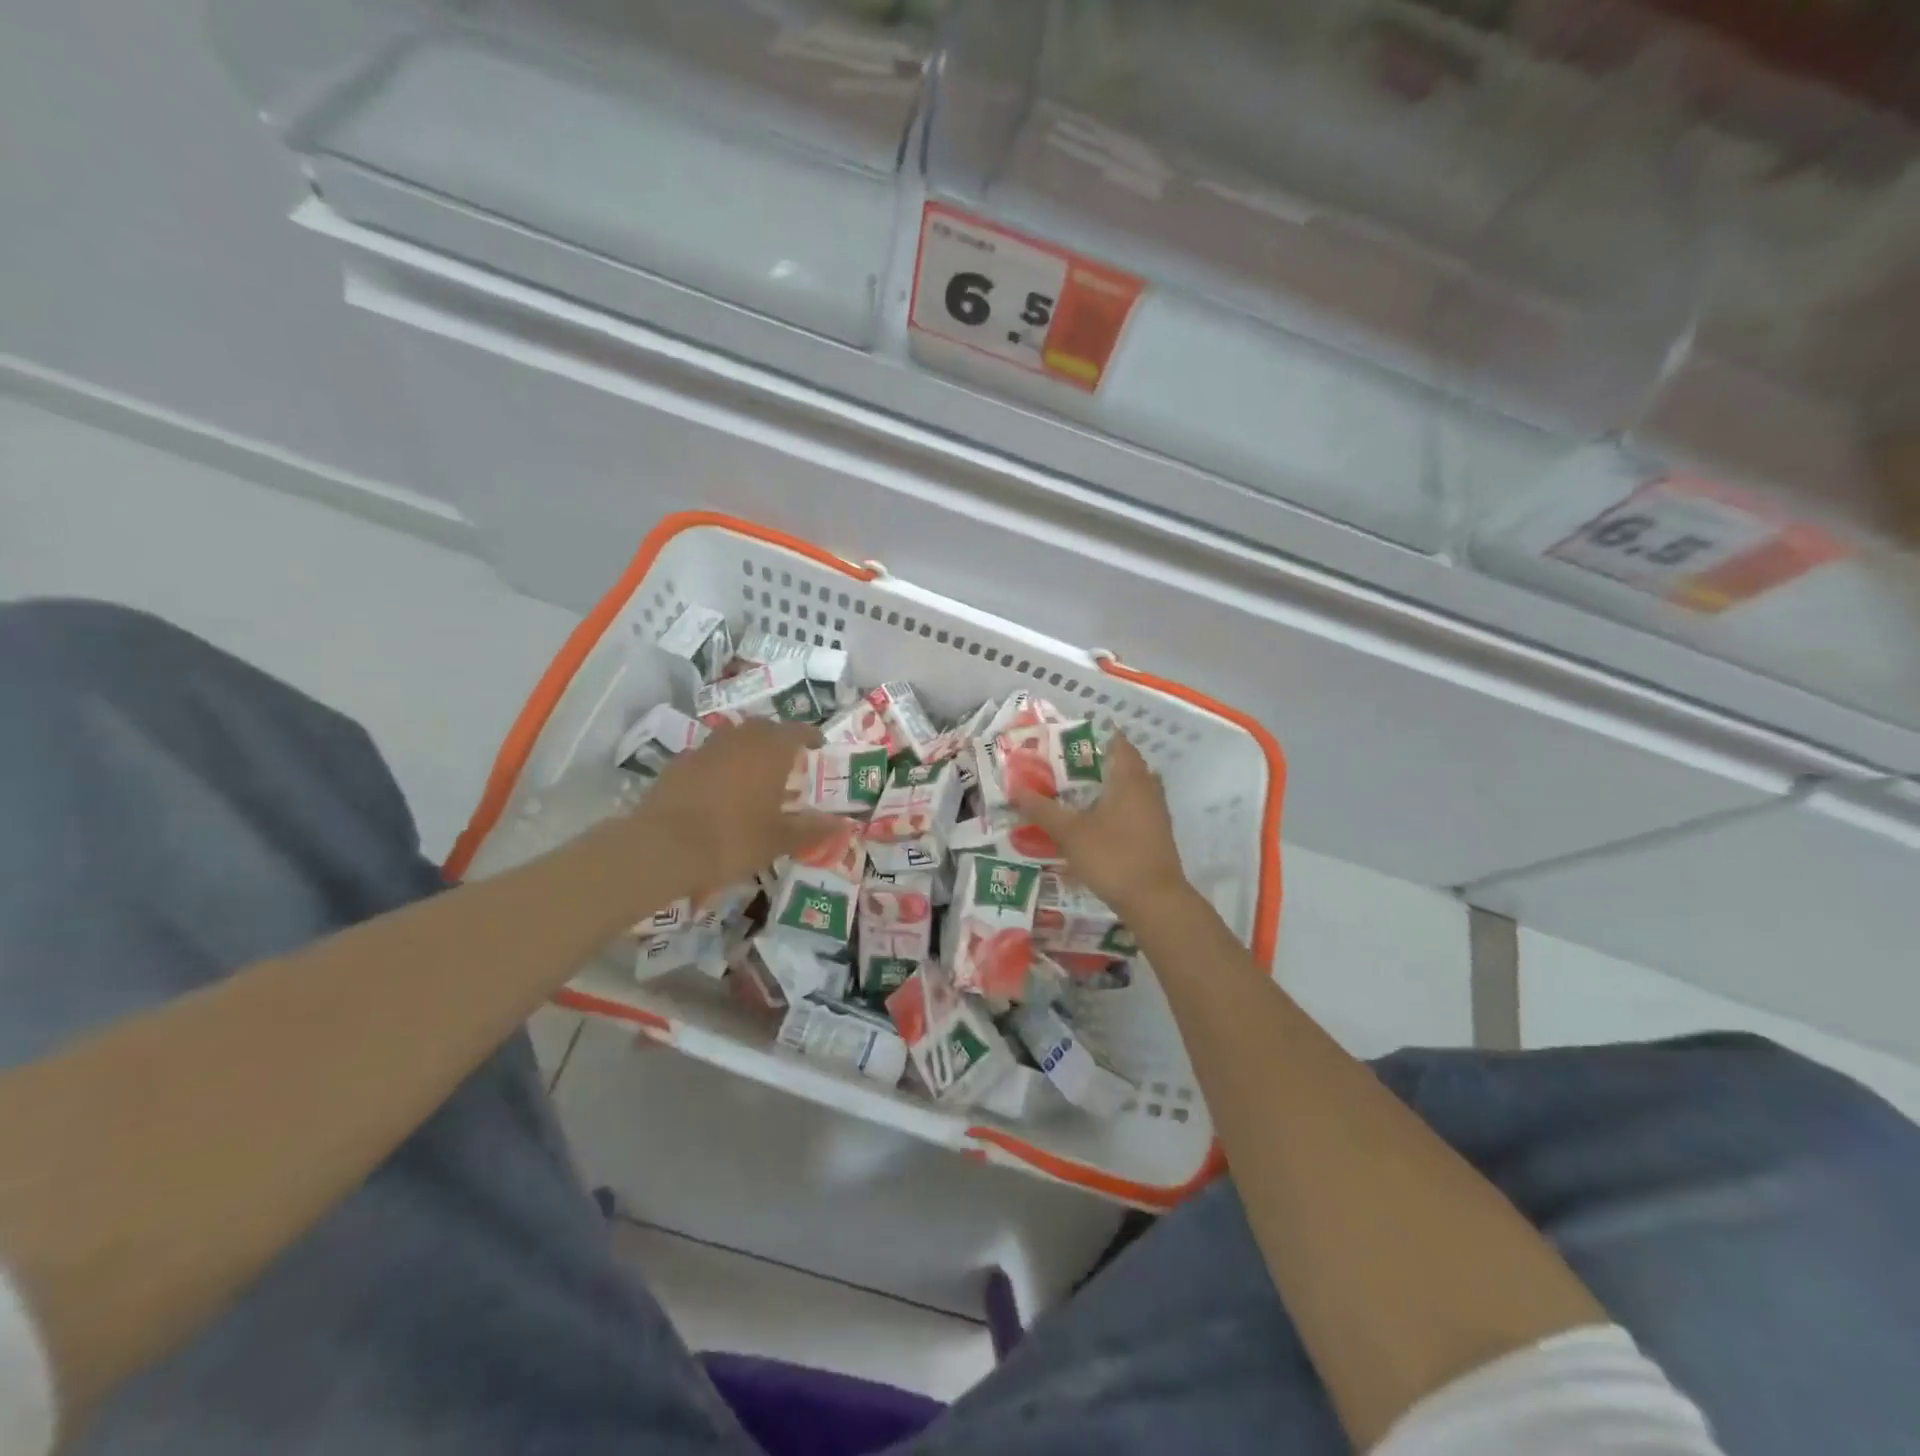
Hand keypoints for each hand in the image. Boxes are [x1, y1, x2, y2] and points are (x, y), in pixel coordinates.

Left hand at [630, 721, 839, 898]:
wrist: (662, 848)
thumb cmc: (732, 839)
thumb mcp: (779, 840)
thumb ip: (812, 829)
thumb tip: (843, 824)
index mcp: (769, 751)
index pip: (797, 731)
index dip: (810, 736)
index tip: (818, 746)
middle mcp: (738, 740)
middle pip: (763, 728)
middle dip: (777, 739)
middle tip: (787, 760)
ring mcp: (704, 749)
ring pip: (733, 739)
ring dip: (747, 750)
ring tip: (754, 776)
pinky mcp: (678, 765)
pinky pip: (708, 757)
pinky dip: (720, 766)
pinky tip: (719, 791)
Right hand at [1012, 733, 1188, 916]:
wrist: (1155, 901)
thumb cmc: (1112, 857)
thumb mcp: (1070, 833)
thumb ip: (1042, 809)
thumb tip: (1015, 788)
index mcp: (1130, 778)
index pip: (1118, 742)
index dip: (1097, 733)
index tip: (1073, 734)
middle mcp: (1148, 789)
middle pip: (1127, 764)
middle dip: (1101, 760)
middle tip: (1071, 762)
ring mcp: (1157, 813)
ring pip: (1134, 787)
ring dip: (1111, 785)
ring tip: (1081, 790)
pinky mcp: (1157, 835)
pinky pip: (1137, 808)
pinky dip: (1118, 807)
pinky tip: (1098, 820)